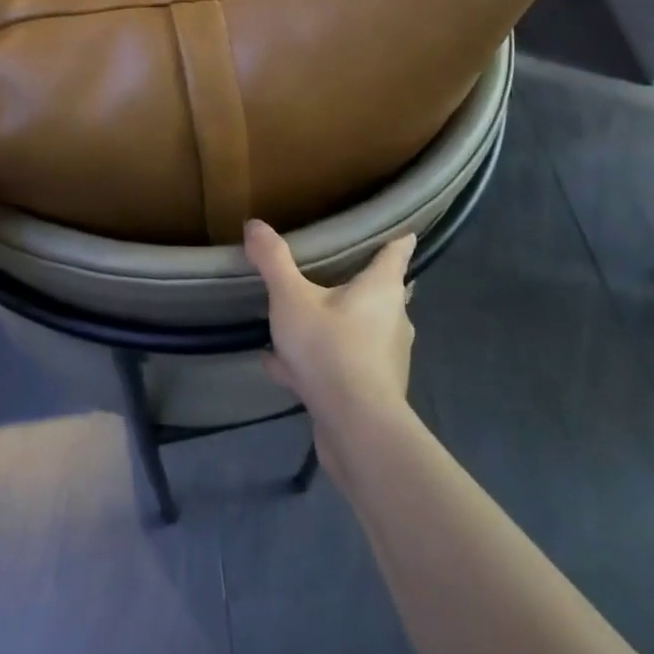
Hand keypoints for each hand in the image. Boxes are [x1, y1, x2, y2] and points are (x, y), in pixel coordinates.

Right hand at [246, 220, 416, 466]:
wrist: (356, 429)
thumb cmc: (330, 349)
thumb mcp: (291, 298)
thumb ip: (273, 261)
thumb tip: (255, 224)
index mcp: (383, 287)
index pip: (398, 249)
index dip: (395, 236)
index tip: (391, 227)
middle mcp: (393, 318)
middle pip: (381, 291)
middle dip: (358, 282)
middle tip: (332, 272)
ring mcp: (386, 357)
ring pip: (358, 330)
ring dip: (331, 326)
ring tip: (295, 324)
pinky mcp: (373, 390)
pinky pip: (342, 364)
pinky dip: (318, 362)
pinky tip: (280, 368)